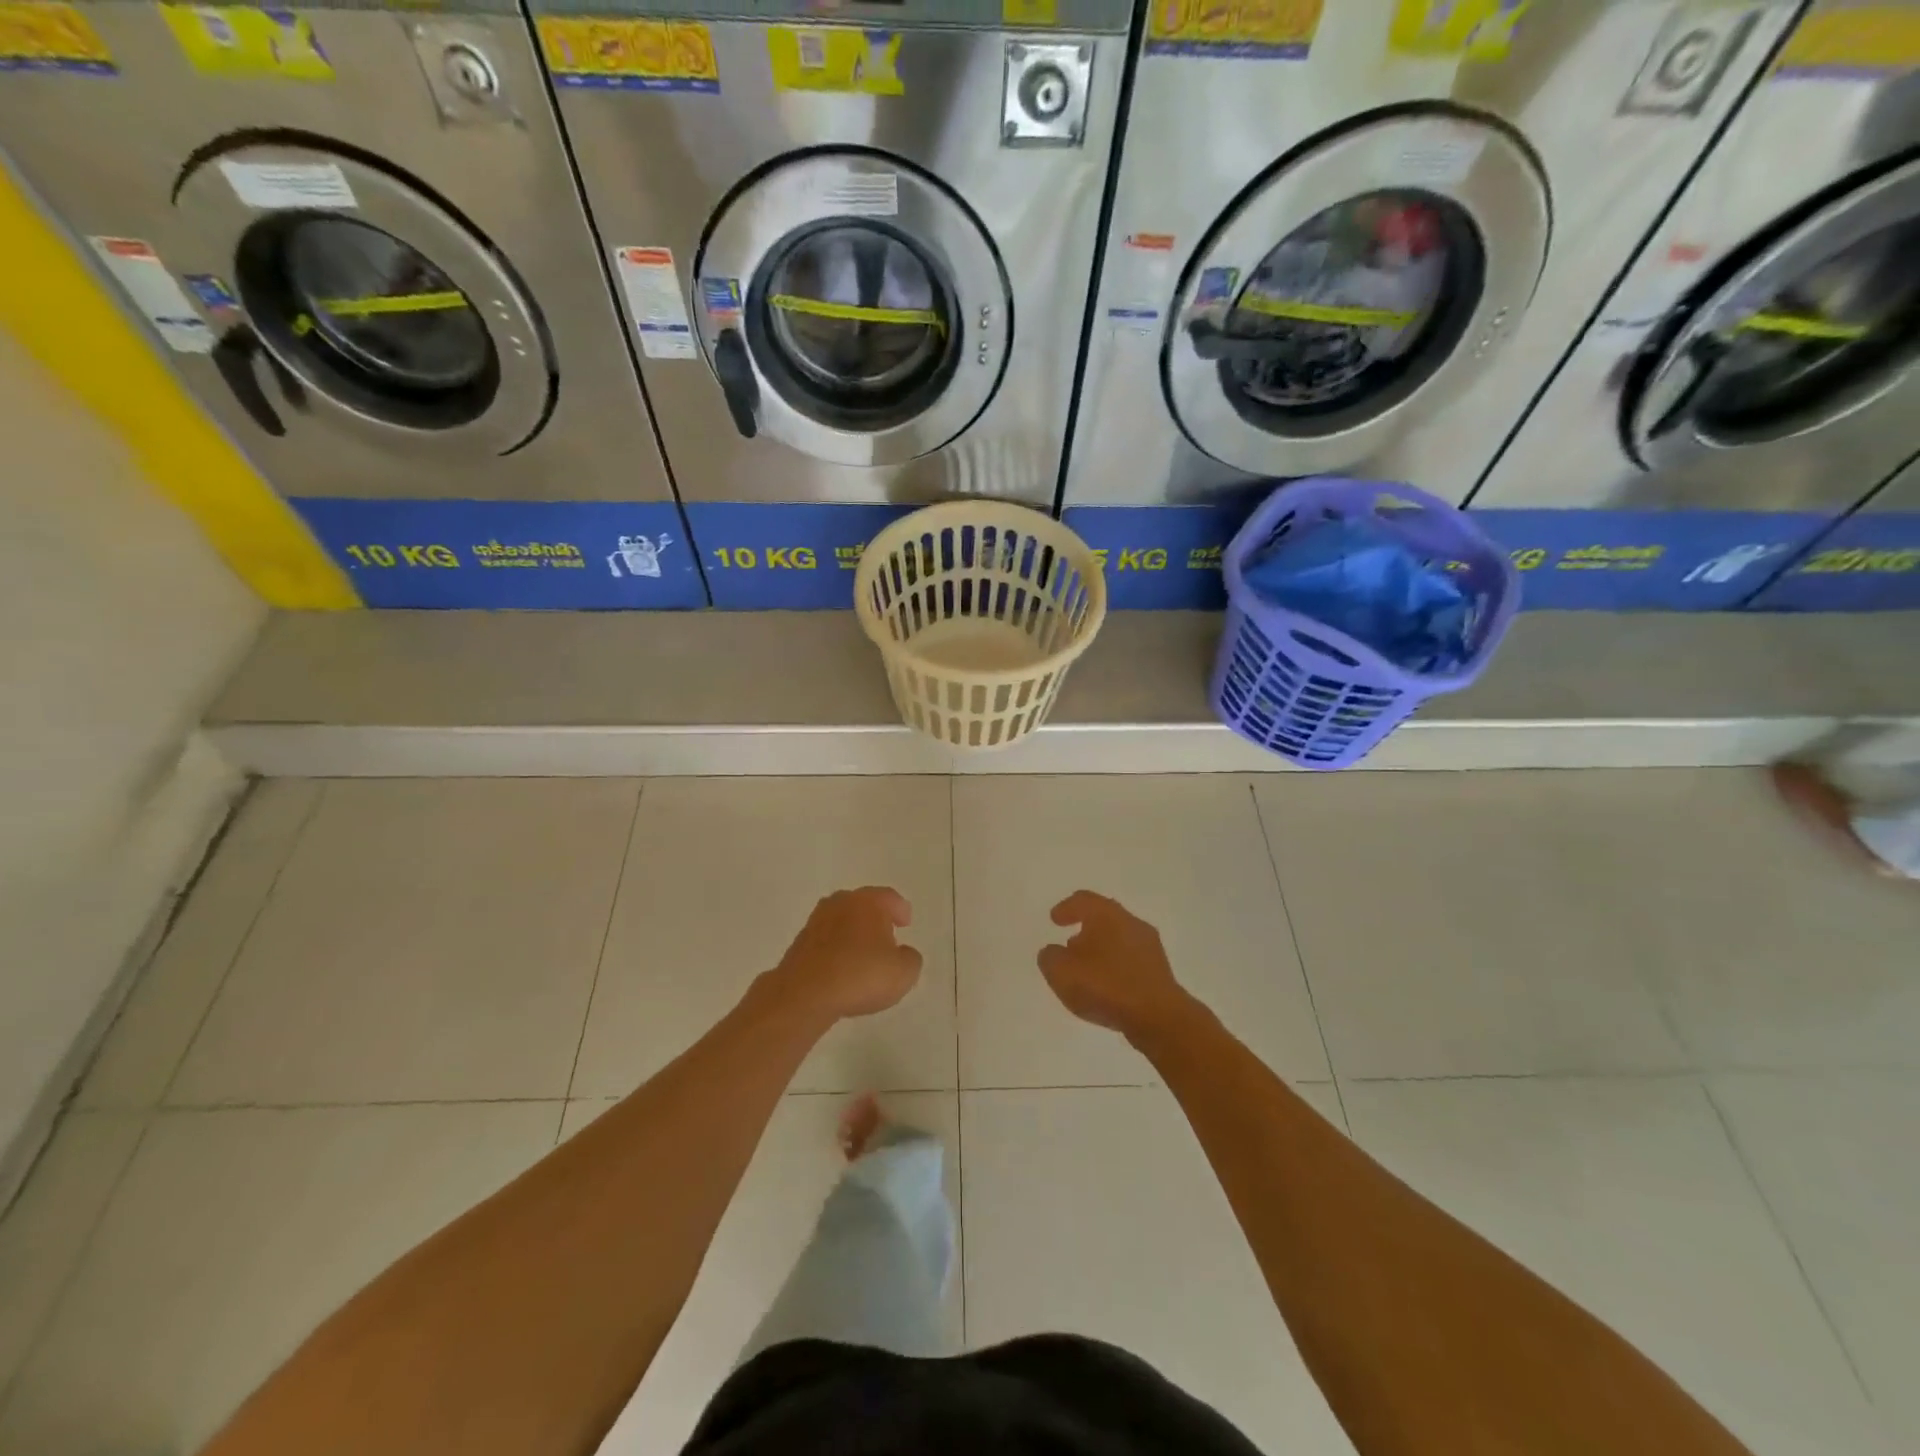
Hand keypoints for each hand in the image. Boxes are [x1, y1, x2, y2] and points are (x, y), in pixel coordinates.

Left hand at [769, 887, 922, 1021]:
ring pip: (841, 922)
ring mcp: (816, 922)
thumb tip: (903, 953)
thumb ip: (910, 959)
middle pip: (862, 905)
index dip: (900, 910)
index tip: (905, 923)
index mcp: (868, 902)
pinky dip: (836, 950)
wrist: (805, 994)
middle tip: (886, 937)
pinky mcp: (799, 944)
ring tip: (863, 956)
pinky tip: (842, 970)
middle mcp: (840, 903)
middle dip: (875, 919)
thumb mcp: (903, 973)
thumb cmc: (860, 975)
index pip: (889, 898)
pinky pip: (826, 942)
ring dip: (853, 934)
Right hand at [1038, 891, 1195, 1041]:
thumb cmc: (1106, 986)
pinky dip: (1115, 966)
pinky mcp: (1159, 971)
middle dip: (1085, 928)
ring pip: (1119, 939)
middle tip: (1069, 943)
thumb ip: (1050, 957)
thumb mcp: (1061, 972)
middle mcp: (1131, 922)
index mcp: (1107, 914)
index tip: (1055, 919)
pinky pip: (1130, 960)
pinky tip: (1106, 985)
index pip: (1083, 900)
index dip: (1067, 908)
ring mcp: (1149, 947)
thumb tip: (1054, 952)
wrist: (1159, 1017)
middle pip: (1104, 918)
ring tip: (1086, 968)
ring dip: (1101, 949)